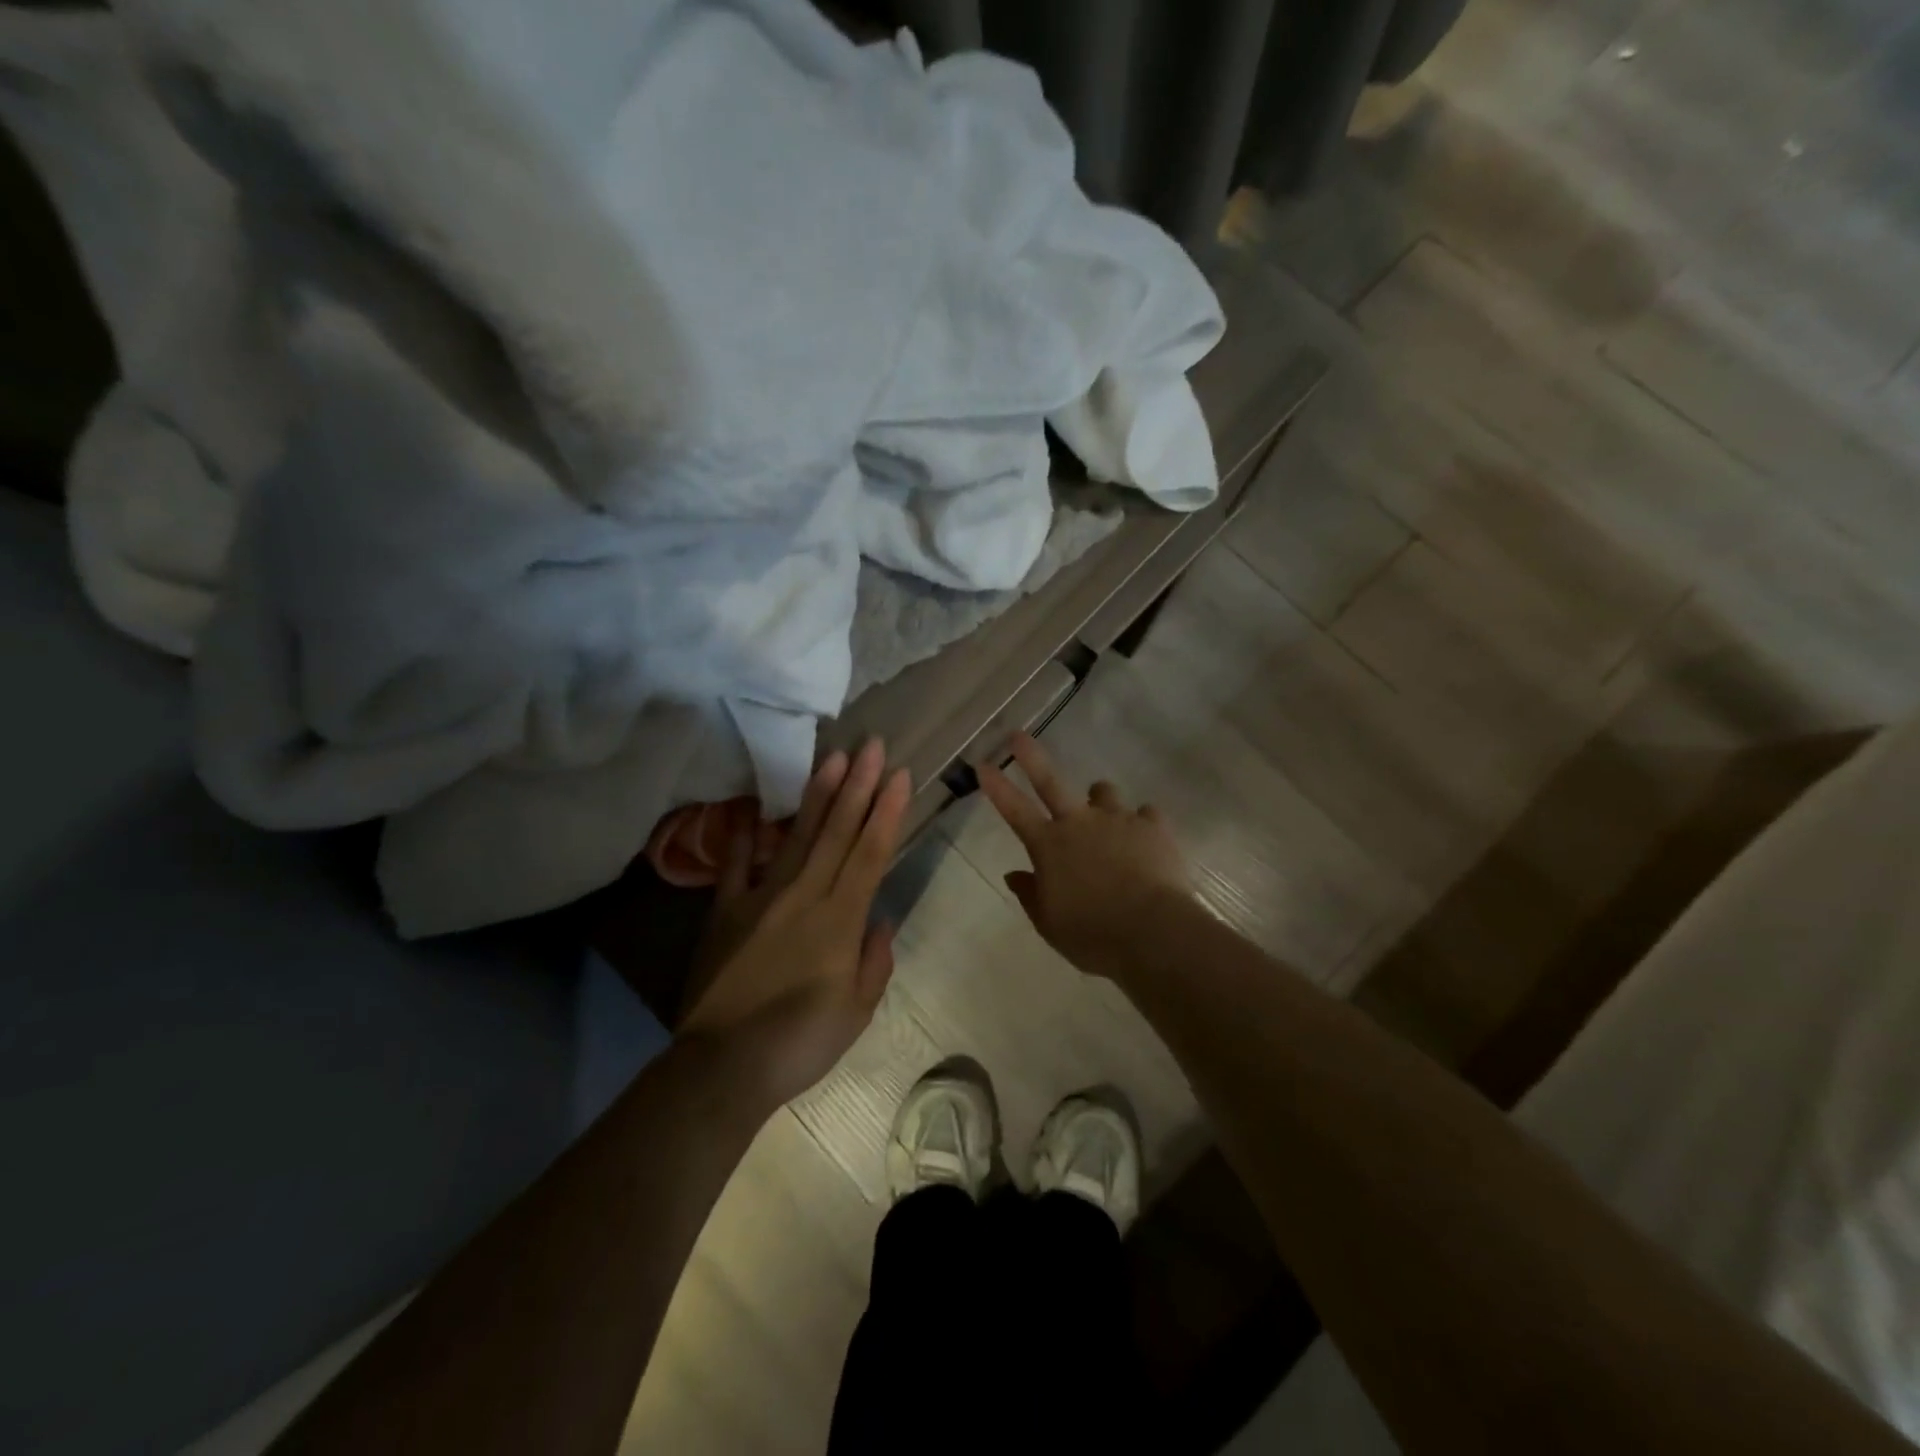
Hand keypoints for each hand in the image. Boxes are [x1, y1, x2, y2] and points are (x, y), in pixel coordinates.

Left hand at [680, 739, 911, 1108]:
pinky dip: (743, 835)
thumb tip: (879, 920)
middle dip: (859, 786)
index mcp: (840, 920)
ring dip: (817, 795)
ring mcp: (761, 898)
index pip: (870, 853)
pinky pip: (736, 865)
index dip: (887, 812)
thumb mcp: (856, 1012)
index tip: (901, 775)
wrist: (724, 1066)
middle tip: (872, 745)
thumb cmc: (801, 1042)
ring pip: (796, 836)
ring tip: (833, 758)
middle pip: (837, 832)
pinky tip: (751, 806)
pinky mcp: (725, 910)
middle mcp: (804, 896)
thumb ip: (874, 961)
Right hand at [978, 733, 1193, 976]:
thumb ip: (1031, 894)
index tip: (982, 763)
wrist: (1152, 931)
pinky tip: (1145, 838)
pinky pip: (1145, 813)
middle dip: (1031, 757)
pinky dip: (1141, 823)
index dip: (996, 786)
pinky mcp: (1152, 826)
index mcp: (1049, 846)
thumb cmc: (1092, 934)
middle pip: (1050, 781)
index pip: (1014, 809)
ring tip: (1105, 817)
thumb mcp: (1050, 923)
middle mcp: (1079, 822)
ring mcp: (1117, 819)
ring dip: (1099, 800)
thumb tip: (1014, 874)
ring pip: (1104, 792)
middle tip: (1018, 736)